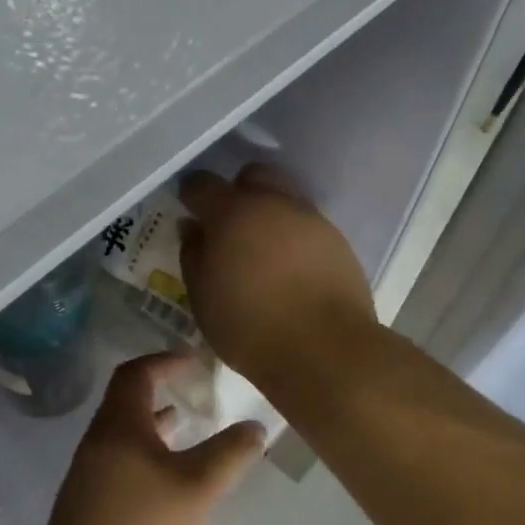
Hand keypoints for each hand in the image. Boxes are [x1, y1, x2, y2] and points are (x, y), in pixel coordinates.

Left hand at [35, 351, 263, 524]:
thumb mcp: (198, 488)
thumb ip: (230, 454)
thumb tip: (256, 426)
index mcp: (120, 423)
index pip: (138, 372)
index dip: (166, 360)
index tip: (195, 361)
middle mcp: (99, 437)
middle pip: (127, 397)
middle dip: (161, 388)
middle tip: (193, 390)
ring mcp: (89, 468)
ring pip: (123, 429)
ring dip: (153, 421)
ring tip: (185, 425)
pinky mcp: (87, 498)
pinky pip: (119, 454)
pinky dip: (145, 448)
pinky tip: (165, 475)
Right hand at [177, 165, 377, 391]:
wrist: (325, 349)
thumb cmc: (250, 327)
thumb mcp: (203, 297)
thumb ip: (193, 255)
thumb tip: (193, 228)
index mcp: (233, 212)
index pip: (202, 184)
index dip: (191, 194)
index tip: (188, 209)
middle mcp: (274, 203)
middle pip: (253, 175)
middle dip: (238, 191)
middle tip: (229, 225)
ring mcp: (310, 219)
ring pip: (284, 197)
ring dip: (269, 212)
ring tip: (262, 249)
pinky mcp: (337, 240)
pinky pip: (307, 224)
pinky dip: (293, 235)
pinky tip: (290, 267)